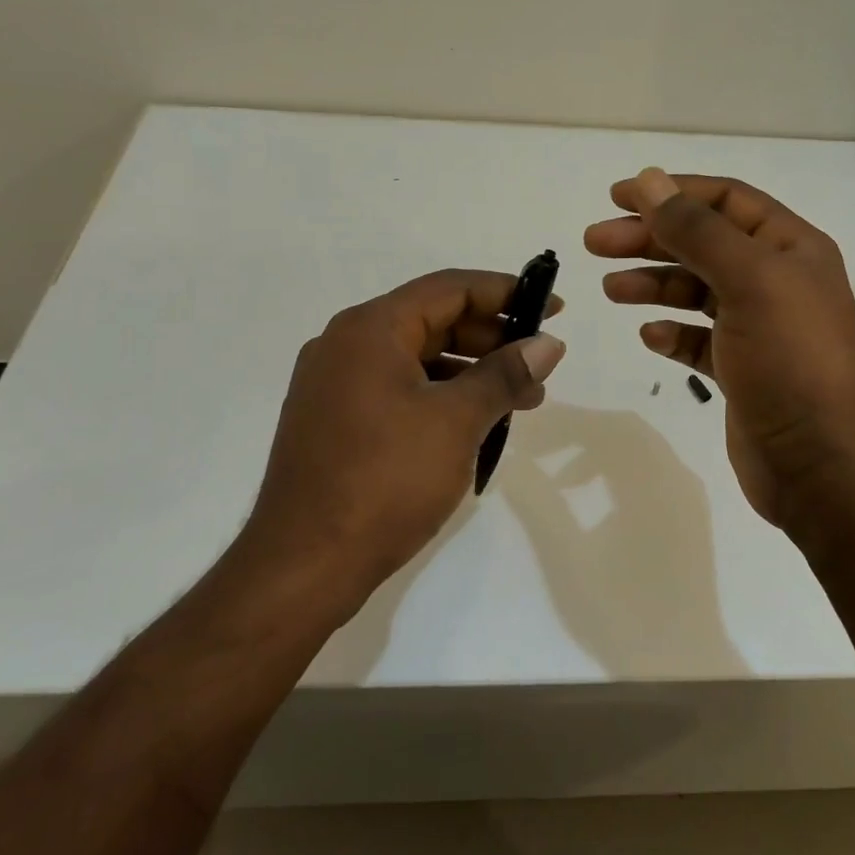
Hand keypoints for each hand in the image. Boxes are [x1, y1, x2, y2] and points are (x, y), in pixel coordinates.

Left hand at [236, 270, 565, 616]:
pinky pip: (397, 388)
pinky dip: (439, 395)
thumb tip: (548, 344)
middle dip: (491, 338)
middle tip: (539, 364)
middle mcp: (345, 344)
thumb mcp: (457, 421)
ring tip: (519, 401)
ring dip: (470, 371)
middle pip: (432, 320)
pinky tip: (473, 422)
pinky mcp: (333, 420)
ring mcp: (334, 384)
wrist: (303, 566)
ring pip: (416, 358)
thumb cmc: (385, 481)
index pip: (449, 288)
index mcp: (370, 329)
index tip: (552, 308)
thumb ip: (505, 374)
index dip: (506, 293)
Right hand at [585, 168, 854, 528]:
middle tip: (595, 242)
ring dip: (653, 283)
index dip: (672, 192)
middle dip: (650, 239)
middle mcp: (778, 281)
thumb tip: (650, 180)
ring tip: (612, 289)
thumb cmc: (789, 360)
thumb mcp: (747, 281)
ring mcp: (760, 327)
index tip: (617, 196)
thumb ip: (696, 229)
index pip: (725, 200)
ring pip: (696, 291)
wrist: (818, 463)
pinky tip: (650, 336)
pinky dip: (672, 332)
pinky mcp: (743, 368)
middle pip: (704, 243)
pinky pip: (699, 339)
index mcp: (791, 248)